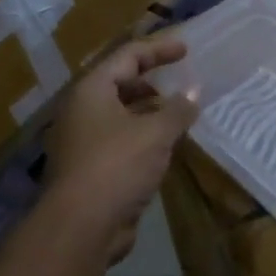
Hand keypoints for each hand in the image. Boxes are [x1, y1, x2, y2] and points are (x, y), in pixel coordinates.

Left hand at [45, 37, 199, 262]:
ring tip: (180, 113)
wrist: (81, 227)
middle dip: (152, 80)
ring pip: (121, 114)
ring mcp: (84, 140)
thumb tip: (194, 91)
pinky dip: (144, 136)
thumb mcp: (155, 133)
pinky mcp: (92, 168)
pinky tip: (167, 145)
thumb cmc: (116, 166)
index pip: (127, 56)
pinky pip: (122, 141)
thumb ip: (177, 109)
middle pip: (120, 83)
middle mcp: (83, 110)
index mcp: (92, 90)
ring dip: (150, 111)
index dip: (158, 49)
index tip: (186, 49)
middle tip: (182, 81)